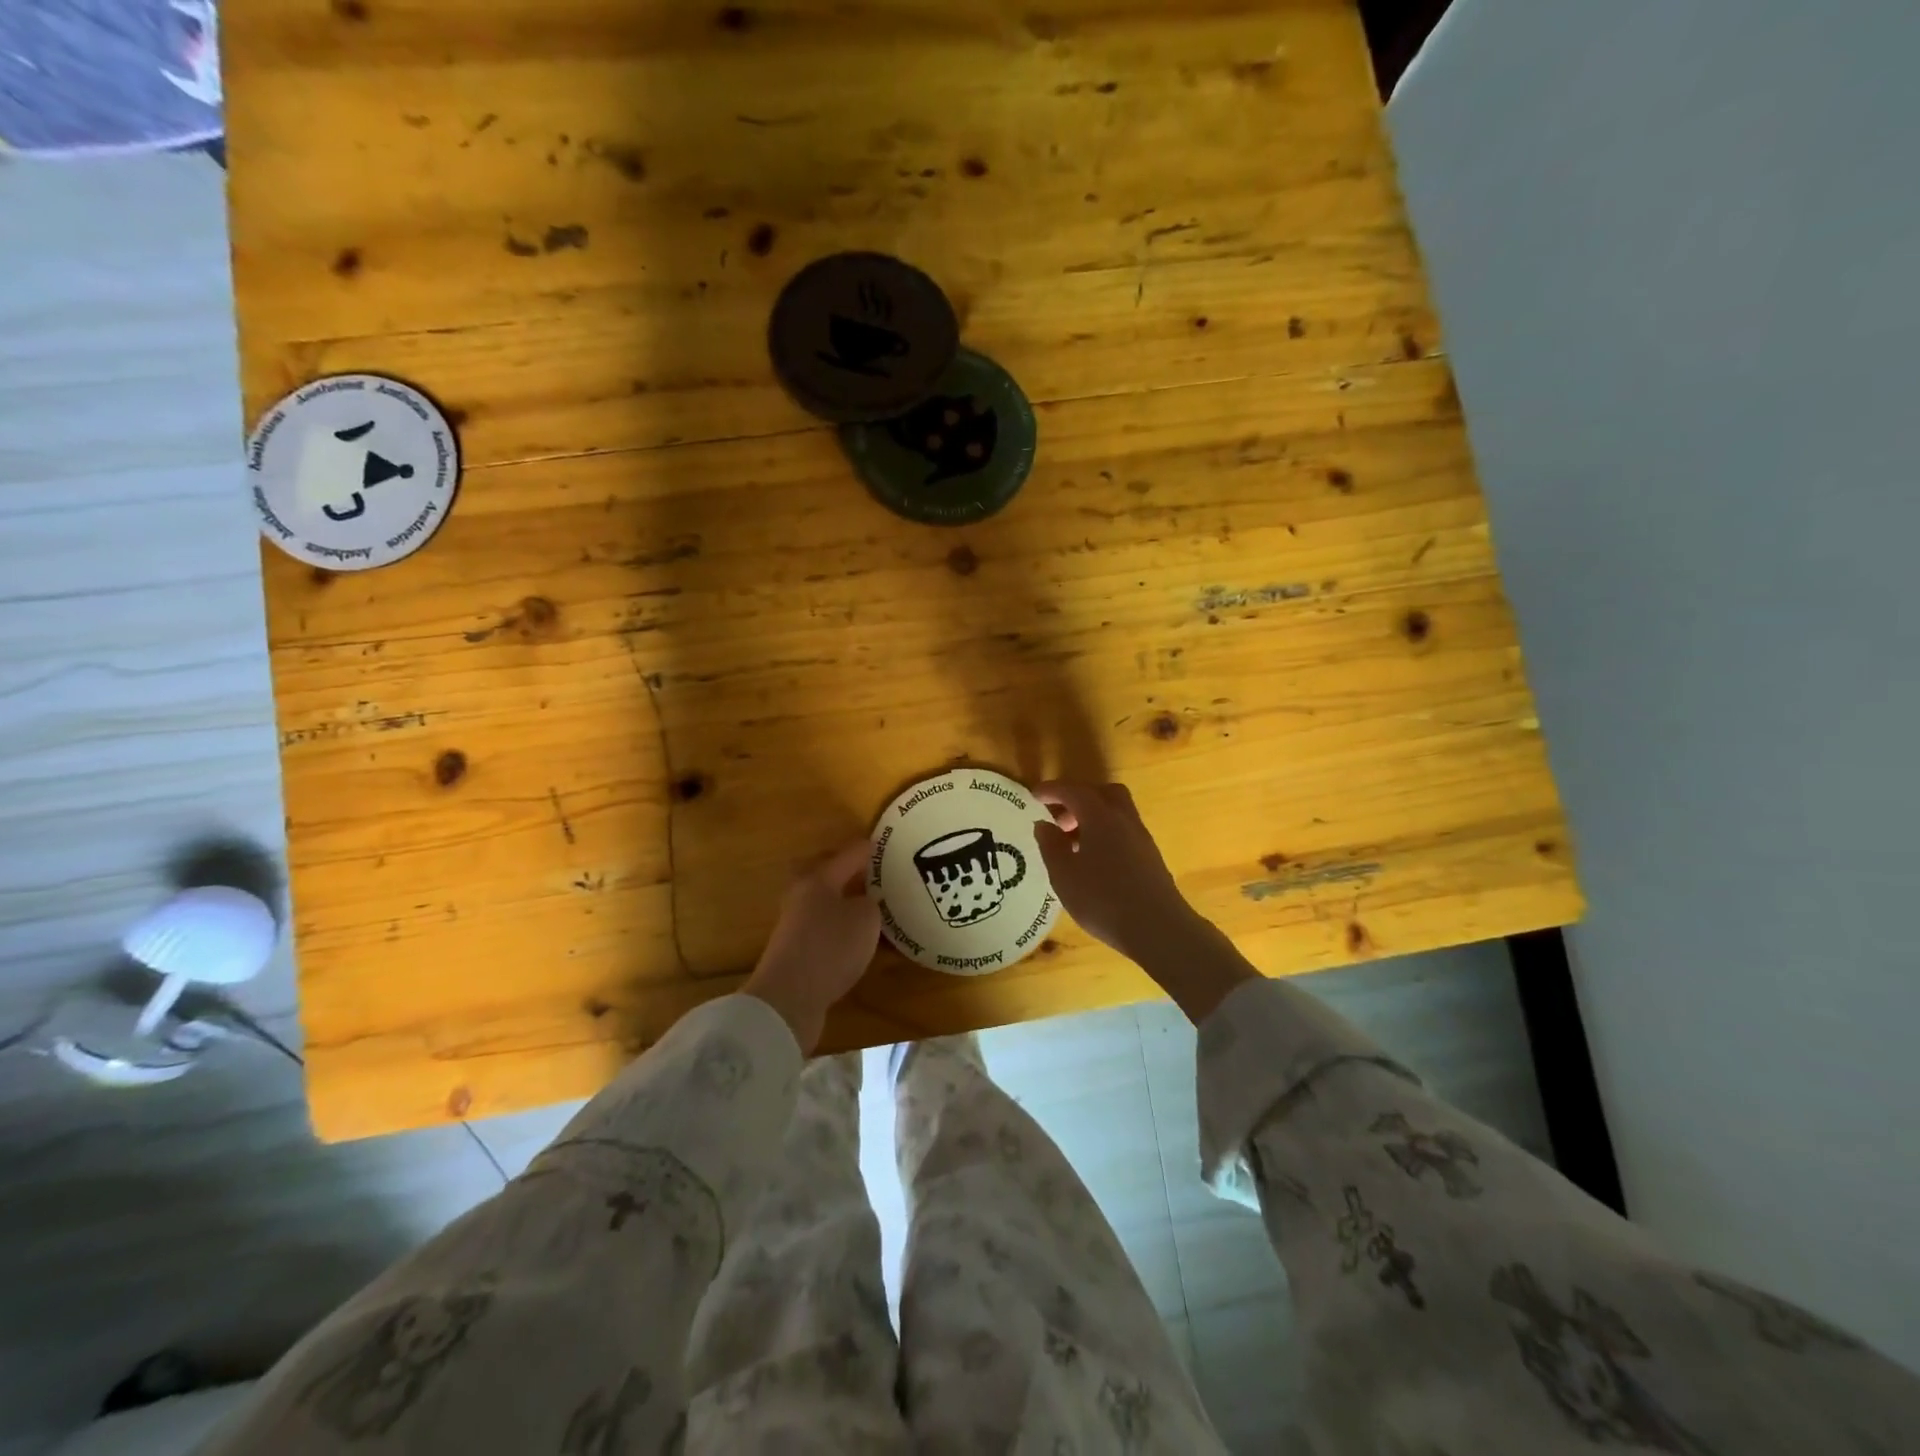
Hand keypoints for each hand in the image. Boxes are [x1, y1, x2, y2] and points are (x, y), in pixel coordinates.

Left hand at [743, 838, 879, 1054]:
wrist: (789, 998)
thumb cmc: (831, 947)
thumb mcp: (865, 919)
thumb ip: (870, 904)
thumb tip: (864, 902)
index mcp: (818, 879)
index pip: (849, 855)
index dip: (868, 849)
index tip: (883, 844)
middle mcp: (802, 896)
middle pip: (824, 875)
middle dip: (845, 871)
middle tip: (869, 872)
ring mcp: (795, 925)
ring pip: (823, 903)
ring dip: (843, 901)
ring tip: (869, 906)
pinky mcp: (797, 952)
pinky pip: (824, 929)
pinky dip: (840, 927)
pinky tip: (857, 938)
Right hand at [1033, 780, 1256, 1023]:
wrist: (1158, 928)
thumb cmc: (1103, 899)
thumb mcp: (1064, 875)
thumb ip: (1050, 845)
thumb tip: (1044, 824)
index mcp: (1100, 816)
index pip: (1073, 791)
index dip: (1052, 790)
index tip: (1034, 795)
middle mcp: (1124, 819)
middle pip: (1102, 793)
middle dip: (1078, 798)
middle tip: (1058, 818)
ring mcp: (1141, 838)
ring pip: (1116, 812)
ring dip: (1092, 817)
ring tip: (1071, 843)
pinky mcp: (1150, 857)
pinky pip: (1123, 831)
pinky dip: (1105, 833)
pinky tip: (1093, 861)